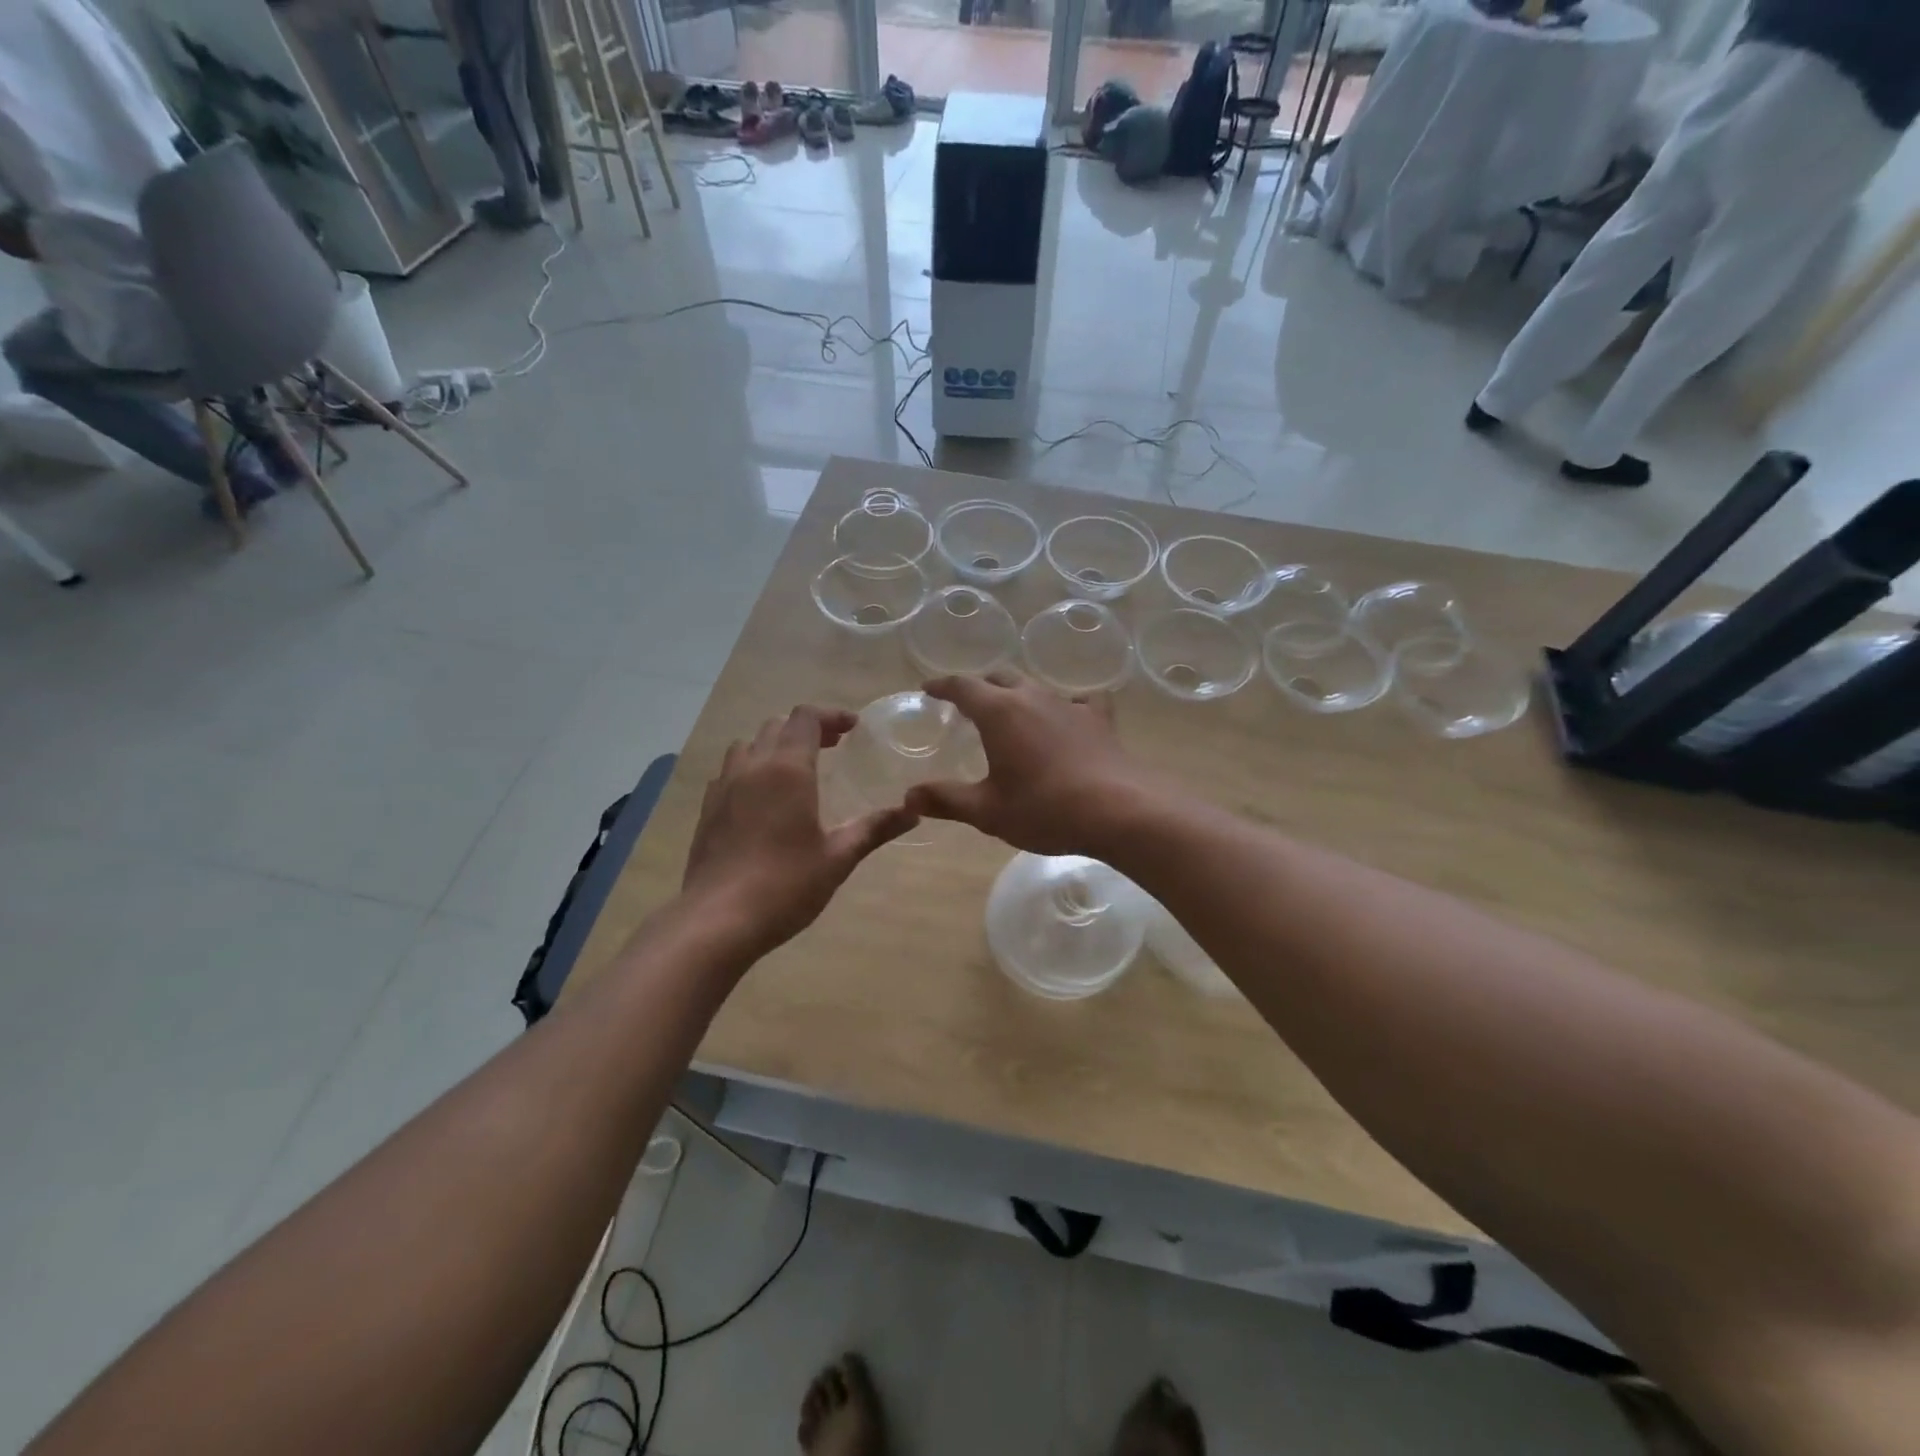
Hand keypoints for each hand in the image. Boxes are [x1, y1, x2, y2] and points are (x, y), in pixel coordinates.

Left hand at [682, 706, 917, 957]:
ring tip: (797, 768)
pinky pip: (730, 770)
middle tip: (834, 747)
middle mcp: (752, 767)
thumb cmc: (785, 885)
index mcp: (787, 770)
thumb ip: (875, 828)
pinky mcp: (708, 809)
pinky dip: (752, 768)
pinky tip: (764, 797)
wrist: (717, 920)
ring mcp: (724, 786)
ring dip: (775, 745)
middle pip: (777, 725)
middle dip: (808, 728)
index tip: (853, 728)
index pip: (806, 718)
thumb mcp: (838, 857)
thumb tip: (914, 812)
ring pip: (748, 744)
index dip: (831, 715)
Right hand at [904, 671, 1162, 856]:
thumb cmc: (1044, 808)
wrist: (1118, 810)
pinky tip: (1067, 718)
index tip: (929, 688)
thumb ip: (946, 799)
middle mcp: (1032, 697)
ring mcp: (1069, 704)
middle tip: (967, 703)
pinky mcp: (1098, 718)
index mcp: (999, 712)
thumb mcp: (987, 810)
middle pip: (1000, 678)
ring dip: (1017, 695)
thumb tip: (909, 795)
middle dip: (979, 687)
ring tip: (1011, 712)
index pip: (963, 686)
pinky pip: (1078, 700)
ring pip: (1035, 687)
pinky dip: (1064, 705)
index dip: (943, 685)